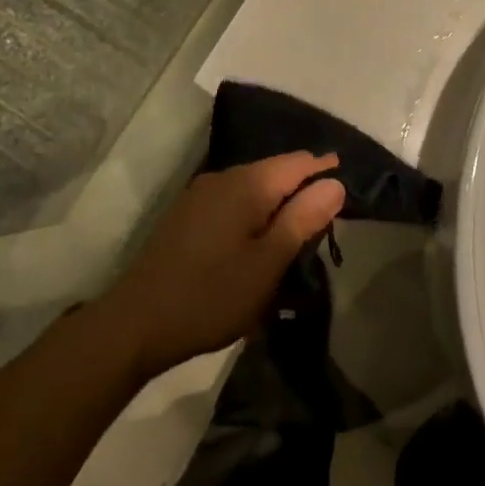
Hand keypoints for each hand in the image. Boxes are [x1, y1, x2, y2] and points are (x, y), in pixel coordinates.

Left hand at [96, 153, 344, 379]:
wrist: (136, 323)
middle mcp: (222, 177)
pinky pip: (232, 202)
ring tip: (296, 231)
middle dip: (301, 188)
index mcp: (246, 184)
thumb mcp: (267, 264)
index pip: (297, 162)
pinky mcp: (187, 215)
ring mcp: (200, 195)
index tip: (348, 181)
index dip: (325, 169)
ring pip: (252, 188)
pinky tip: (258, 239)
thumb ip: (302, 220)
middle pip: (274, 172)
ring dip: (276, 204)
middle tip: (327, 216)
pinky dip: (253, 214)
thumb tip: (334, 183)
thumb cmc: (211, 295)